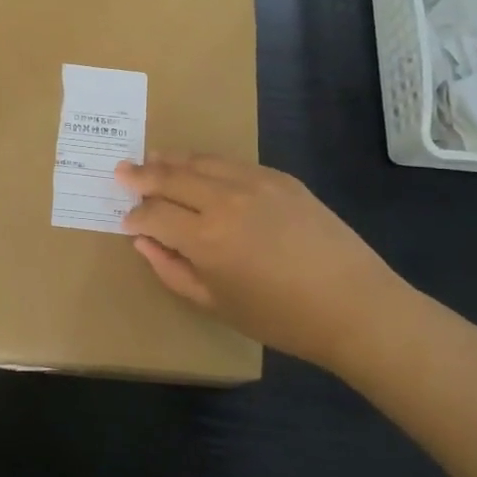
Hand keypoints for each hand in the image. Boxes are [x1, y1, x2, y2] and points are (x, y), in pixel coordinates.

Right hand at [114, 154, 406, 362]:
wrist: (354, 305)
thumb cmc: (280, 318)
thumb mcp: (216, 304)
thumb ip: (172, 270)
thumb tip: (144, 241)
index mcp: (205, 238)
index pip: (154, 213)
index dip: (135, 215)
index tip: (127, 219)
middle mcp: (224, 200)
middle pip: (170, 176)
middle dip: (141, 175)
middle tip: (122, 171)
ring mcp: (254, 183)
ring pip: (200, 161)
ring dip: (171, 160)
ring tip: (152, 158)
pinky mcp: (279, 178)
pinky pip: (232, 162)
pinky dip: (207, 163)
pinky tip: (200, 167)